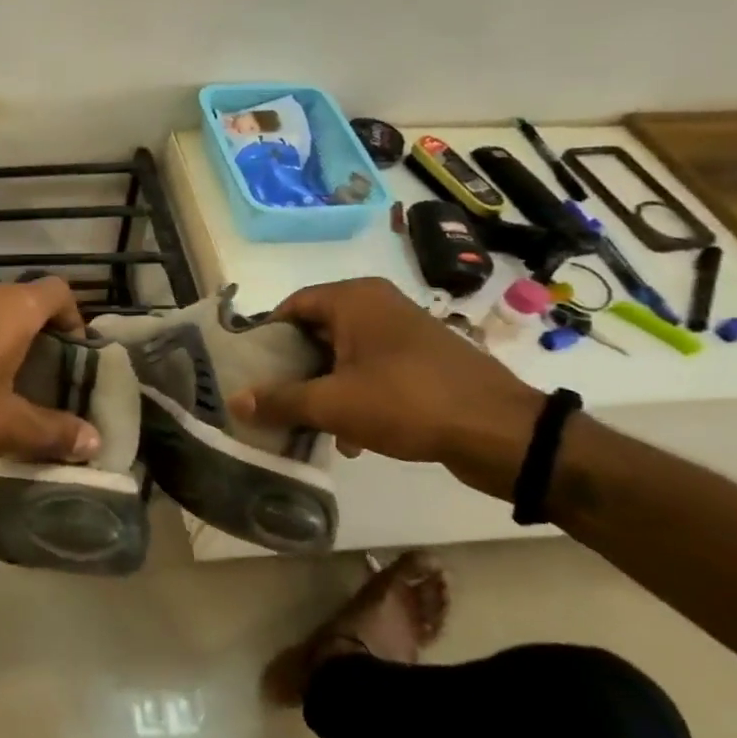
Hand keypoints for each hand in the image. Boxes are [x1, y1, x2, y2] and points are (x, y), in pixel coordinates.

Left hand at [0, 278, 102, 462]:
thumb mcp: (4, 423)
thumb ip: (51, 431)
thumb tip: (94, 442)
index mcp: (13, 308)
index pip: (59, 291)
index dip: (74, 318)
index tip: (74, 354)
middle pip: (26, 302)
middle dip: (41, 335)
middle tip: (45, 377)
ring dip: (5, 340)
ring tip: (6, 384)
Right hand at [228, 278, 541, 479]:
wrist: (502, 432)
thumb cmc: (407, 401)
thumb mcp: (333, 404)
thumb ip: (280, 401)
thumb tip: (234, 402)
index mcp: (354, 299)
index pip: (291, 306)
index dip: (266, 337)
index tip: (249, 370)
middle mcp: (377, 305)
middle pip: (316, 331)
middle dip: (294, 369)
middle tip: (273, 399)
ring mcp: (403, 332)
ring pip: (343, 355)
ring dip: (323, 389)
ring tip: (309, 425)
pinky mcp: (423, 360)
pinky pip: (372, 370)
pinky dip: (355, 396)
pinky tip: (351, 438)